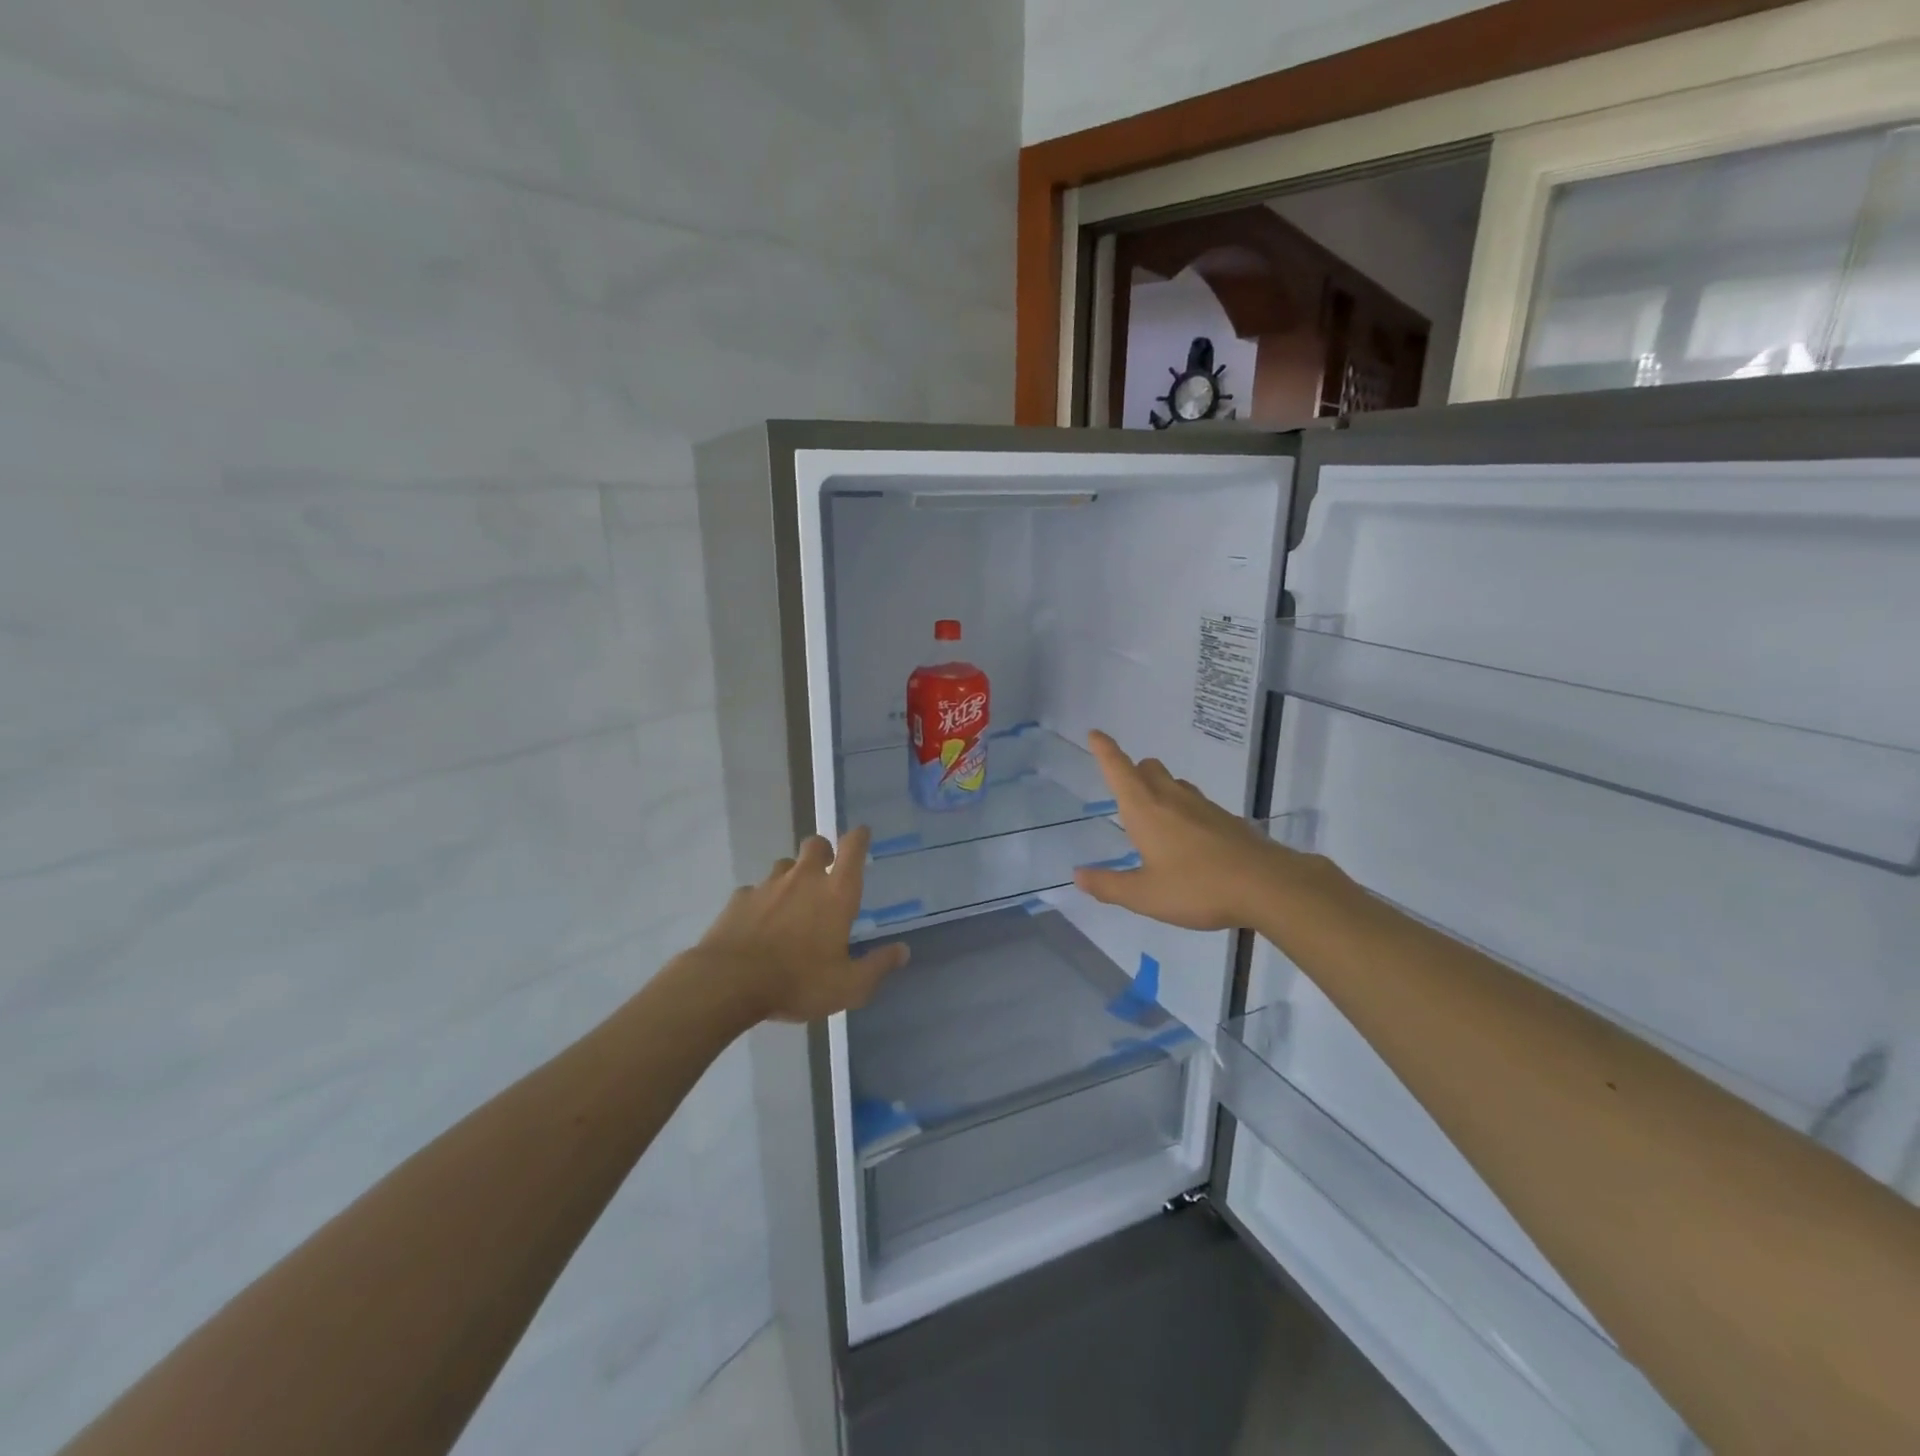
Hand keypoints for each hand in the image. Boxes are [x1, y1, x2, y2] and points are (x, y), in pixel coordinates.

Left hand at [696, 826, 908, 1022]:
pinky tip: (759, 924)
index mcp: (836, 893)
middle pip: (816, 844)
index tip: (862, 834)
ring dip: (792, 876)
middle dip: (823, 851)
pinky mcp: (739, 898)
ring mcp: (768, 885)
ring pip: (784, 865)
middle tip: (825, 873)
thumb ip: (878, 966)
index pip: (853, 848)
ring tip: (792, 903)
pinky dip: (761, 901)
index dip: (859, 837)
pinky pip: (755, 891)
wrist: (728, 983)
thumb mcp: (848, 986)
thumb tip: (903, 951)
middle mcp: (804, 879)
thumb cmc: (798, 981)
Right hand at [1073, 730, 1284, 930]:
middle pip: (1148, 769)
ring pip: (1175, 783)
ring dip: (1160, 788)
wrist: (1268, 886)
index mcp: (1145, 809)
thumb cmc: (1198, 887)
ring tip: (1155, 816)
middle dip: (1133, 771)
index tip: (1095, 734)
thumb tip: (1078, 875)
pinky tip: (1188, 839)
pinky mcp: (1227, 819)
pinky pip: (1196, 803)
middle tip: (1124, 789)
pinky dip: (1184, 810)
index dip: (1105, 750)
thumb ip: (1109, 885)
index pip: (1119, 769)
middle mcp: (1172, 798)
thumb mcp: (1145, 895)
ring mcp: (1203, 806)